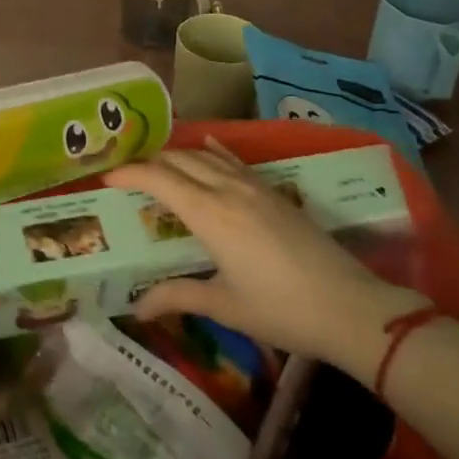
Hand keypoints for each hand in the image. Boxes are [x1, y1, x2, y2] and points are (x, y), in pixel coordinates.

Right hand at [109, 139, 426, 376]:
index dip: (129, 174)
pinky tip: (207, 148)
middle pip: (179, 159)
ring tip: (157, 165)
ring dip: (177, 156)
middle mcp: (227, 190)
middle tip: (126, 175)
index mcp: (209, 214)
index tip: (106, 179)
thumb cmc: (282, 310)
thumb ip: (178, 297)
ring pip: (205, 156)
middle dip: (148, 162)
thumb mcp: (224, 306)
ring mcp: (254, 186)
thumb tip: (137, 306)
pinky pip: (234, 160)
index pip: (159, 178)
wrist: (351, 308)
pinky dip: (212, 152)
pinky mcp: (274, 191)